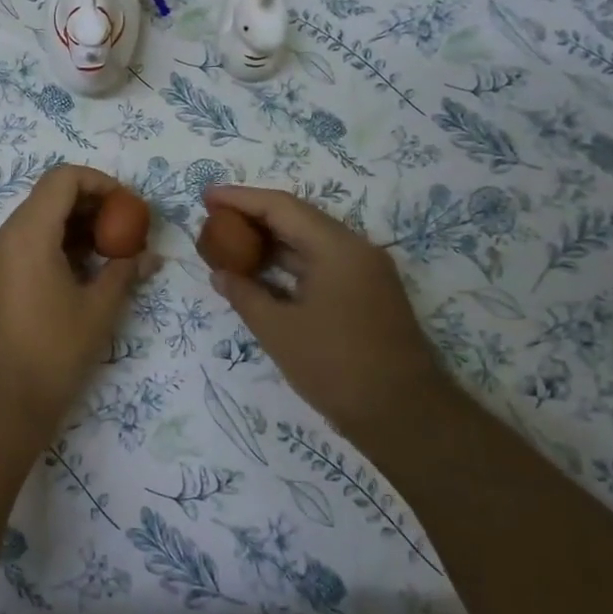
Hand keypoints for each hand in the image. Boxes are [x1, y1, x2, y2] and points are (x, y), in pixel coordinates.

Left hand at [0, 165, 159, 441]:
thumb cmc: (51, 353)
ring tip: (110, 254)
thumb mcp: (98, 310)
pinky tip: (83, 273)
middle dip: (92, 206)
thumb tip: (150, 256)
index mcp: (26, 234)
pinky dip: (55, 246)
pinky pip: (24, 245)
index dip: (100, 182)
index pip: (63, 179)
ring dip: (75, 228)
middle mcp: (2, 236)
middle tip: (126, 230)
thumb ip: (124, 272)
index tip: (128, 206)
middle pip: (49, 197)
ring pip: (37, 222)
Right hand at [203, 185, 441, 430]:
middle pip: (297, 218)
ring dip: (271, 239)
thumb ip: (244, 295)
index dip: (240, 199)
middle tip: (214, 216)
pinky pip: (321, 263)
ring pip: (310, 241)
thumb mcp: (278, 331)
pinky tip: (262, 271)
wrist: (406, 417)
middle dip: (253, 215)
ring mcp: (365, 272)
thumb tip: (220, 273)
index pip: (281, 207)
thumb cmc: (336, 367)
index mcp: (337, 248)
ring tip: (231, 240)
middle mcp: (355, 249)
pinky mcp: (367, 293)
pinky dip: (289, 262)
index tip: (206, 196)